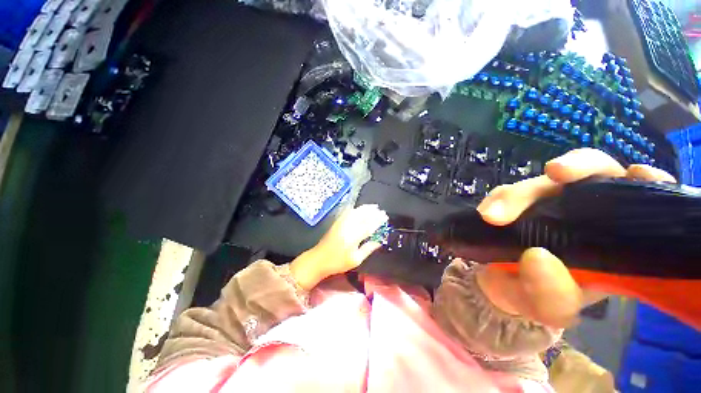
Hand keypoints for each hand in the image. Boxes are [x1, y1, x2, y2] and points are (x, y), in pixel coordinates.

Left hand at [290, 205, 388, 289]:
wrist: (319, 259)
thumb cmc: (338, 263)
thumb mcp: (355, 260)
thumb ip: (368, 249)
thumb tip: (379, 241)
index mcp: (353, 238)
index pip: (368, 226)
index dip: (377, 220)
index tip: (385, 217)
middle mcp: (347, 227)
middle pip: (362, 216)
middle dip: (373, 212)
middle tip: (381, 211)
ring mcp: (341, 223)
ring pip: (355, 212)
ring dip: (365, 208)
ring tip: (374, 206)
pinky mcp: (336, 222)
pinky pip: (347, 212)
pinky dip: (356, 209)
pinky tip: (360, 208)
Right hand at [474, 148, 674, 327]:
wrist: (498, 286)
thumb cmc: (535, 296)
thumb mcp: (549, 308)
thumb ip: (550, 294)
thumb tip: (537, 256)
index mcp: (614, 239)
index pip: (641, 200)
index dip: (646, 182)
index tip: (636, 174)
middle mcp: (584, 212)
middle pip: (592, 173)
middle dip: (576, 169)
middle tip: (553, 175)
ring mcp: (545, 204)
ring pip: (541, 181)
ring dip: (518, 193)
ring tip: (492, 215)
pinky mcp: (513, 204)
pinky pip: (507, 192)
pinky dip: (499, 198)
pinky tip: (488, 211)